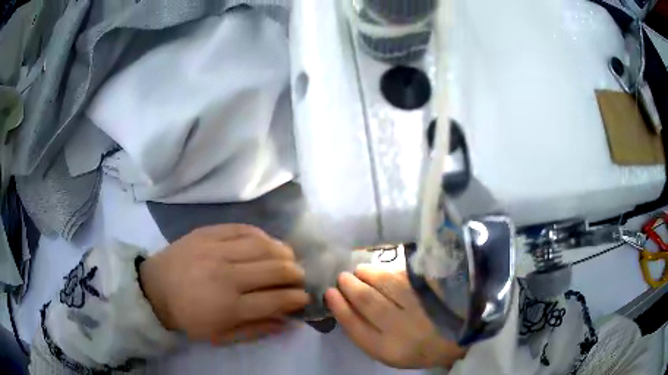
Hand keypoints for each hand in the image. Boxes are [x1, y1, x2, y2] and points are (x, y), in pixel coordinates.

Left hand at [139, 224, 308, 344]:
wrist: (155, 288)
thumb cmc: (188, 316)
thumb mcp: (220, 335)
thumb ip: (255, 330)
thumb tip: (286, 322)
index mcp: (229, 306)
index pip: (276, 299)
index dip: (297, 298)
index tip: (304, 298)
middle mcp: (226, 276)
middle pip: (275, 270)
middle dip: (296, 274)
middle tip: (299, 277)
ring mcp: (216, 250)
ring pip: (263, 246)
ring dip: (283, 252)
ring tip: (288, 258)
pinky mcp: (208, 233)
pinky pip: (243, 228)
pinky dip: (261, 235)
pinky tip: (267, 242)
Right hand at [325, 267, 466, 368]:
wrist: (458, 337)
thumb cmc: (419, 349)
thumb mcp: (390, 353)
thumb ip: (368, 334)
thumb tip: (346, 308)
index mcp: (388, 350)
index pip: (355, 326)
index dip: (339, 308)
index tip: (329, 294)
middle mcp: (402, 329)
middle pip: (367, 302)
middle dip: (350, 287)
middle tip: (342, 278)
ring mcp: (419, 306)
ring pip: (384, 284)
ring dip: (366, 275)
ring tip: (358, 272)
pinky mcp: (431, 290)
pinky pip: (402, 276)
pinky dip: (386, 271)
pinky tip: (379, 271)